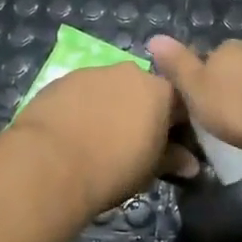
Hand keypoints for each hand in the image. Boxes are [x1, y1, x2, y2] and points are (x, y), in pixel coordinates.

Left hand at [12, 61, 185, 214]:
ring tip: (98, 138)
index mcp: (160, 90)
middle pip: (143, 90)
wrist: (50, 163)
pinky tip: (73, 131)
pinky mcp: (62, 79)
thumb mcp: (150, 170)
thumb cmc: (113, 168)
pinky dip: (83, 106)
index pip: (180, 103)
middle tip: (133, 142)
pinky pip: (82, 92)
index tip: (171, 146)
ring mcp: (94, 72)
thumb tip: (191, 164)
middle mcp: (130, 72)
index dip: (177, 125)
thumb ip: (172, 160)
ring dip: (111, 106)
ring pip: (111, 88)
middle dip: (142, 112)